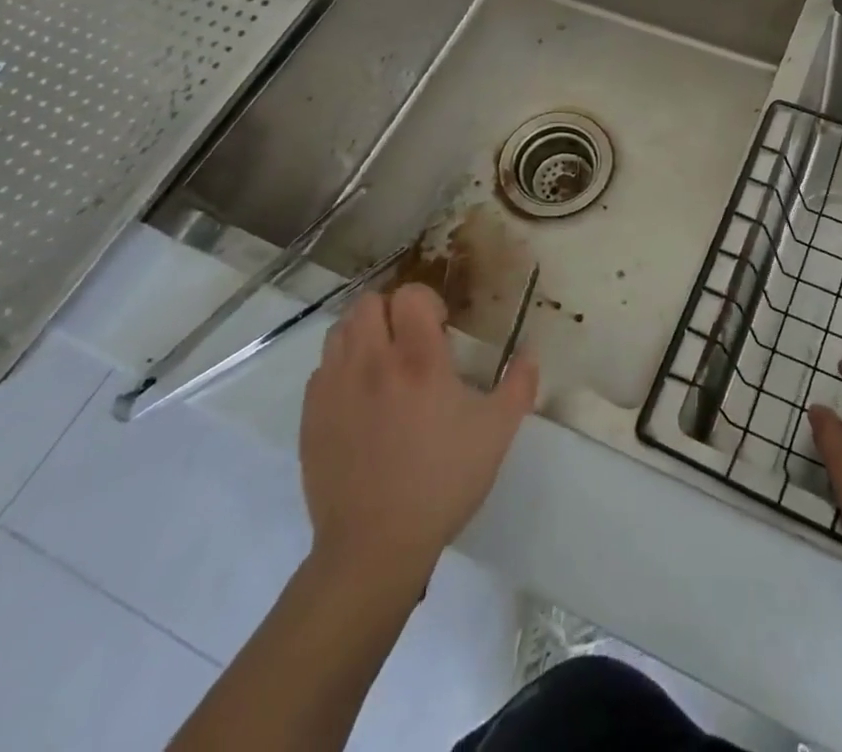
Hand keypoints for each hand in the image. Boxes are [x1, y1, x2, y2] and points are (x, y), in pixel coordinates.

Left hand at [298, 283, 537, 581]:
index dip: (427, 302)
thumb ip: (519, 384)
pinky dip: (341, 368)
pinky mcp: (311, 416)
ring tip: (383, 364)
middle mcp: (372, 362)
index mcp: (418, 360)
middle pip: (368, 303)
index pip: (409, 295)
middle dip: (392, 311)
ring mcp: (335, 388)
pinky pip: (322, 369)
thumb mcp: (496, 433)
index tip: (441, 330)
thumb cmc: (442, 483)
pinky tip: (360, 397)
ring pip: (340, 330)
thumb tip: (530, 351)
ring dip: (363, 334)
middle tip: (410, 341)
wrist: (374, 547)